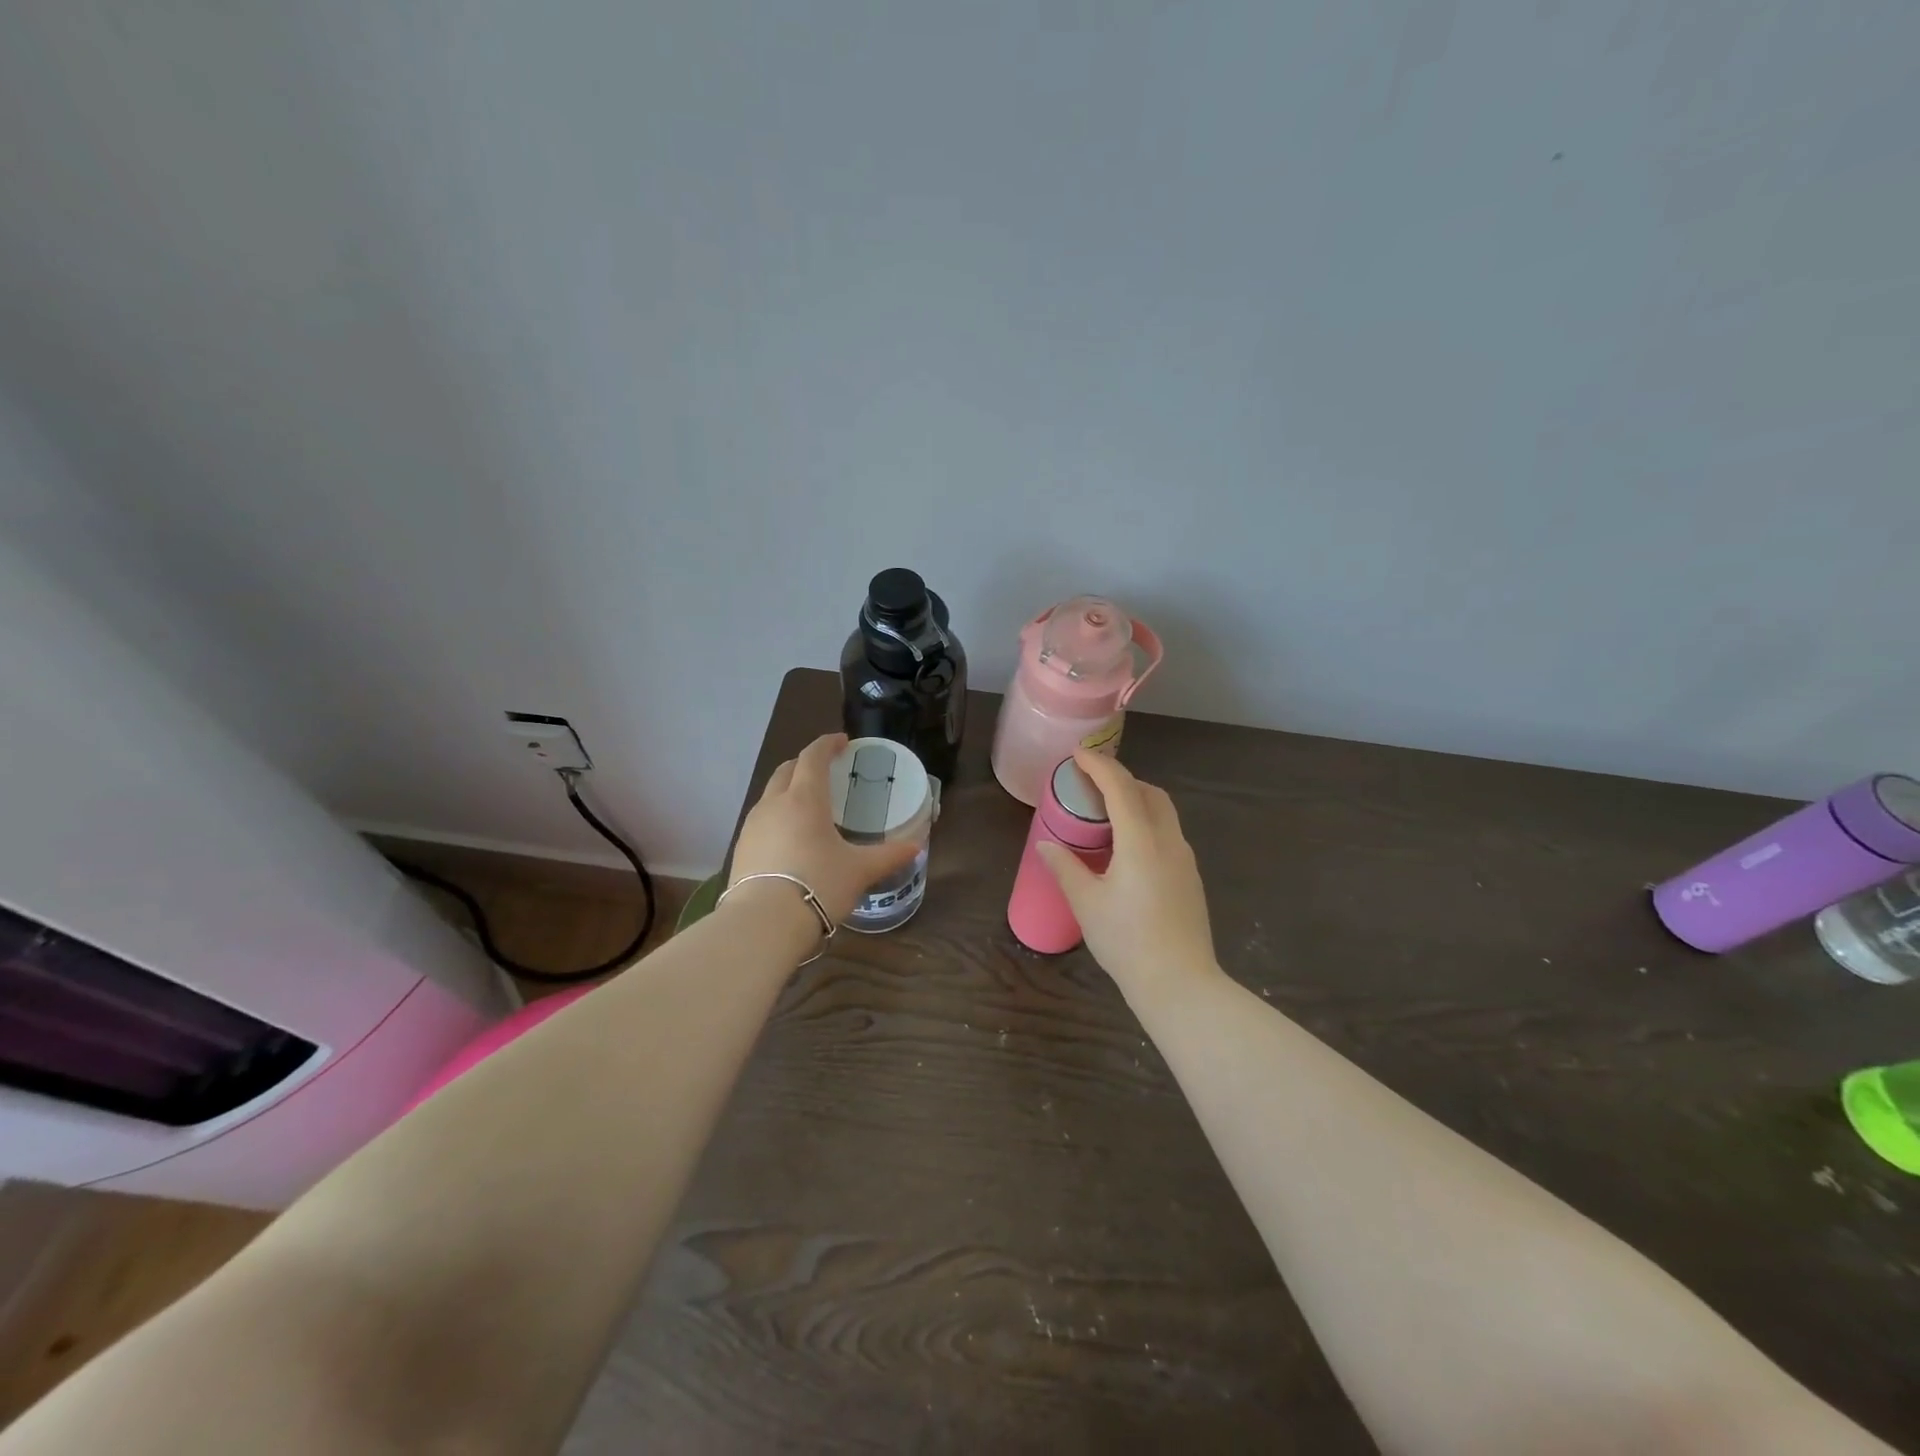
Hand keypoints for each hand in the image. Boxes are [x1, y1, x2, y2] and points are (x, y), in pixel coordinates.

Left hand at [730, 733, 921, 926]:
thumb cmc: (818, 885)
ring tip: (808, 807)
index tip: (841, 742)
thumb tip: (917, 846)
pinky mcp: (740, 849)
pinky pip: (761, 821)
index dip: (827, 744)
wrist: (763, 923)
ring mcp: (752, 826)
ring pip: (770, 795)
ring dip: (788, 791)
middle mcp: (774, 804)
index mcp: (805, 799)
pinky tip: (788, 839)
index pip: (812, 756)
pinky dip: (776, 817)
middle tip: (825, 771)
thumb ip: (889, 855)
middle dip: (805, 764)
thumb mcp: (860, 870)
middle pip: (787, 770)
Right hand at [1036, 750, 1218, 998]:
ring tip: (1106, 816)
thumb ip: (1066, 867)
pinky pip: (1168, 835)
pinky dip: (1147, 825)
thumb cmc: (1127, 942)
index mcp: (1142, 841)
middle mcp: (1169, 842)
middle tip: (1092, 785)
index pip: (1120, 787)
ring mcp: (1185, 860)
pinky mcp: (1191, 878)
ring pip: (1163, 814)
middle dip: (1122, 780)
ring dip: (1137, 802)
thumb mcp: (1087, 903)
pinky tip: (1127, 850)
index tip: (1078, 753)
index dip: (1098, 765)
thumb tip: (1047, 845)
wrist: (1180, 984)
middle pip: (1150, 793)